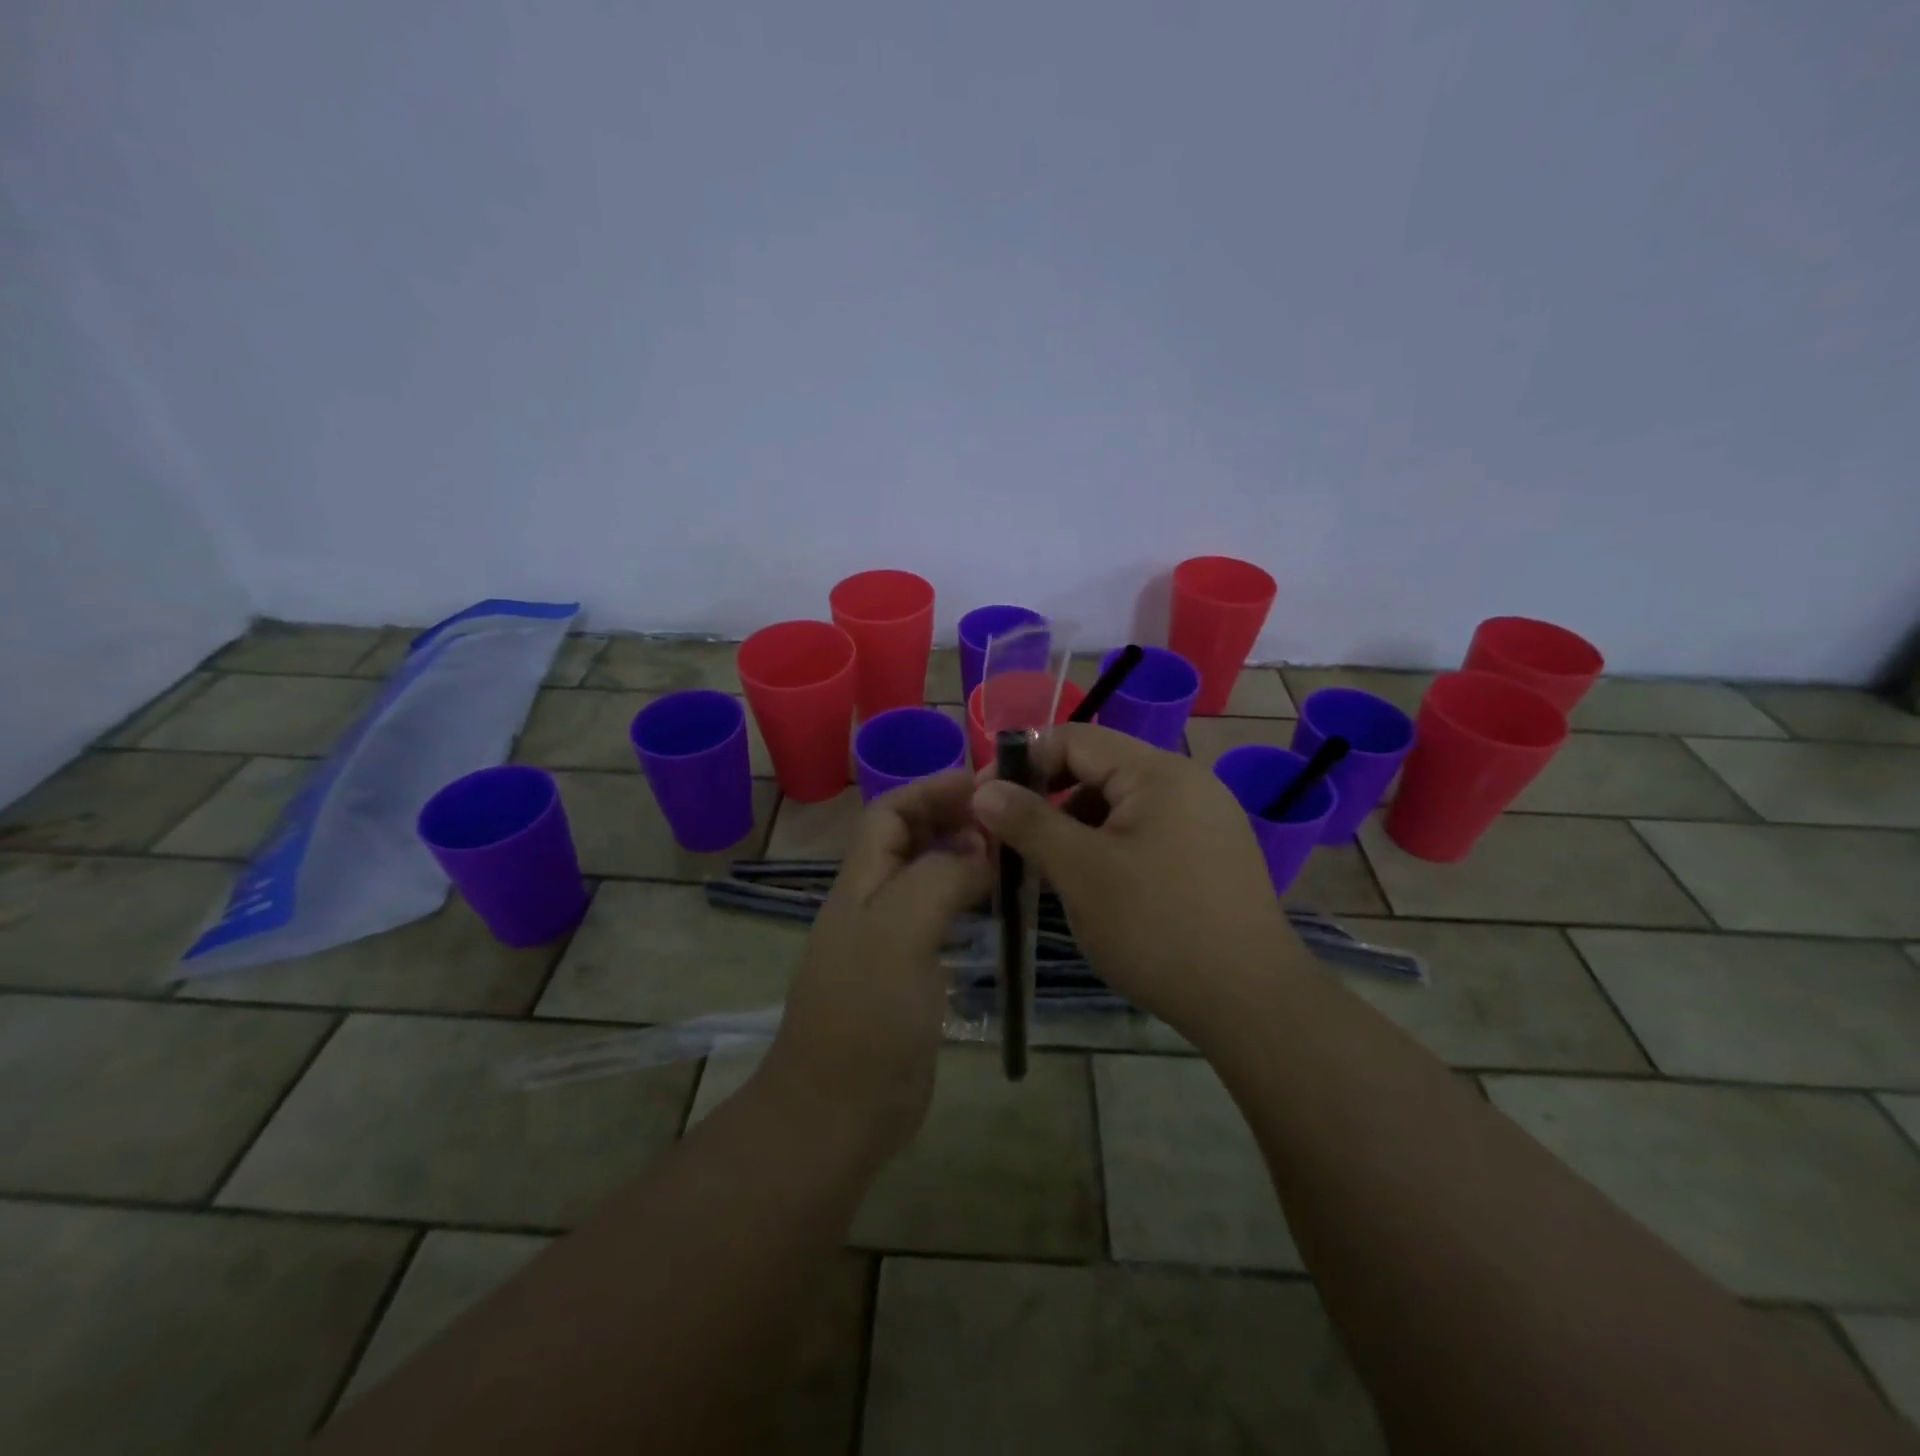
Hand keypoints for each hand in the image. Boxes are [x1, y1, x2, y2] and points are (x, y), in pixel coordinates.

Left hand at [757, 770, 990, 1162]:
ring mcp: (890, 941)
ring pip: (928, 879)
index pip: (890, 813)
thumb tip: (980, 850)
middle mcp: (872, 903)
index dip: (931, 790)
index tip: (985, 785)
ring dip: (963, 858)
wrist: (839, 1113)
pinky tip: (997, 908)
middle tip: (1008, 818)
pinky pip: (940, 920)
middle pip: (909, 840)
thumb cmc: (866, 1017)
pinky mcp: (909, 976)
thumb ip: (939, 879)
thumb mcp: (900, 933)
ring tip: (1011, 855)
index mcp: (861, 883)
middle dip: (952, 818)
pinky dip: (968, 902)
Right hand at [971, 724, 1302, 1039]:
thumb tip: (984, 789)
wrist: (1251, 1002)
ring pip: (1121, 804)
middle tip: (1012, 839)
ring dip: (1077, 825)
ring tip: (1051, 869)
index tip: (985, 801)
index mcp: (1158, 772)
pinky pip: (1146, 831)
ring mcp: (1206, 819)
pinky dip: (1109, 847)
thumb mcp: (1080, 871)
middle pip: (1099, 769)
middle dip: (1049, 798)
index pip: (1075, 739)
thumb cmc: (1156, 927)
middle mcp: (1187, 782)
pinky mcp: (1212, 854)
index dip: (1023, 763)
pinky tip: (1096, 886)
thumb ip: (1029, 821)